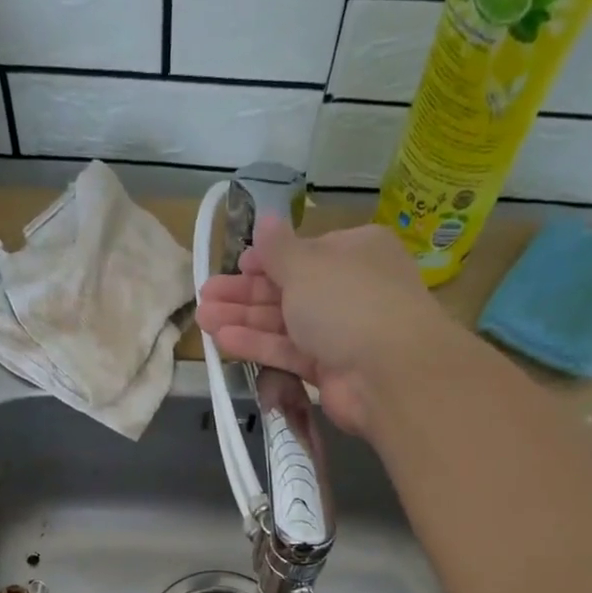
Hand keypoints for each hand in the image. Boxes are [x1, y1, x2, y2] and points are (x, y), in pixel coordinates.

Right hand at [196, 218, 446, 437]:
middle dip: (245, 293)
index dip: (267, 259)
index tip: (235, 265)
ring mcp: (340, 333)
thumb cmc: (348, 302)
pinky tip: (224, 341)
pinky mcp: (329, 370)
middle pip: (289, 289)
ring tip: (203, 319)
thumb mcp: (306, 265)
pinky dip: (258, 346)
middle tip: (206, 296)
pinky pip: (288, 352)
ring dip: (244, 320)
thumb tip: (265, 219)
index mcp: (354, 252)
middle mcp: (349, 290)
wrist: (388, 373)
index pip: (305, 253)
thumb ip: (278, 249)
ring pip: (285, 323)